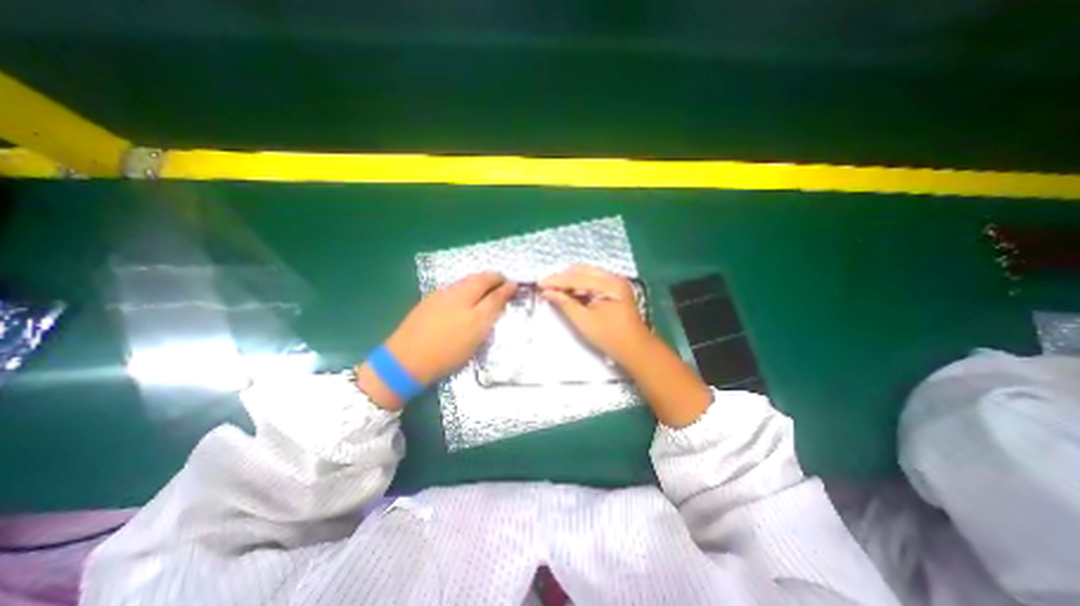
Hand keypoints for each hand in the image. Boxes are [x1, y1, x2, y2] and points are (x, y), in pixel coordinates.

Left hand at [357, 272, 516, 406]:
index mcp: (473, 312)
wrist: (406, 360)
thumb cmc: (446, 356)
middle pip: (480, 280)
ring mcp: (442, 295)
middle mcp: (459, 297)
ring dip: (480, 279)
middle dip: (494, 277)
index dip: (506, 288)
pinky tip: (466, 291)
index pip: (495, 294)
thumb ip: (489, 318)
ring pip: (466, 281)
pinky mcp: (430, 298)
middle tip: (502, 280)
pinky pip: (455, 285)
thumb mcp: (474, 341)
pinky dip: (466, 284)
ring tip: (487, 284)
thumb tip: (499, 302)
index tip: (514, 284)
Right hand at [545, 263, 714, 425]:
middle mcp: (614, 278)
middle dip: (563, 277)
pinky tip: (569, 291)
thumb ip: (565, 303)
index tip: (540, 283)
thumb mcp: (584, 320)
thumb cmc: (609, 336)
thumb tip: (547, 292)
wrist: (635, 349)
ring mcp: (616, 282)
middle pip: (583, 271)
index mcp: (609, 284)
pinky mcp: (615, 289)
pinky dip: (580, 285)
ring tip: (554, 287)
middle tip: (546, 285)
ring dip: (571, 280)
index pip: (577, 278)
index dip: (556, 280)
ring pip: (588, 274)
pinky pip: (594, 281)